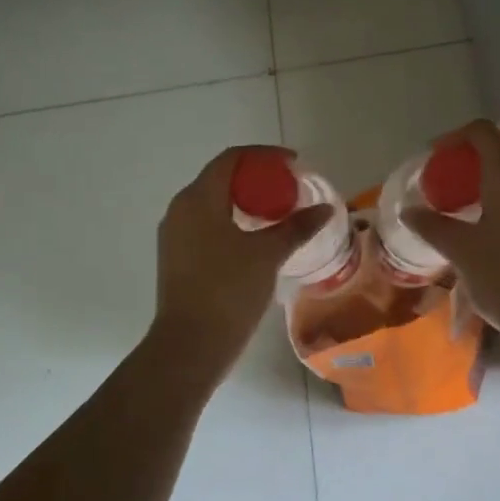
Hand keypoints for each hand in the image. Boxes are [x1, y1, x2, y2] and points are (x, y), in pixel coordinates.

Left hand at [151, 146, 334, 369]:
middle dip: (256, 179)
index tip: (293, 164)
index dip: (264, 155)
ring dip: (244, 202)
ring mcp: (174, 234)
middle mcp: (180, 209)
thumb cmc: (228, 290)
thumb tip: (325, 208)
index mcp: (198, 198)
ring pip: (212, 203)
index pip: (231, 159)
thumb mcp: (267, 254)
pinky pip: (206, 225)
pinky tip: (254, 240)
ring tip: (276, 215)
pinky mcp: (176, 257)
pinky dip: (231, 222)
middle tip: (288, 190)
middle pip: (220, 179)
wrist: (190, 344)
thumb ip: (296, 227)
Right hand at [401, 120, 499, 345]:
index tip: (435, 158)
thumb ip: (433, 226)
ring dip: (491, 197)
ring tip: (467, 224)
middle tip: (447, 194)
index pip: (484, 133)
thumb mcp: (461, 252)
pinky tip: (493, 251)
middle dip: (471, 172)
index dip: (456, 137)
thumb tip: (409, 209)